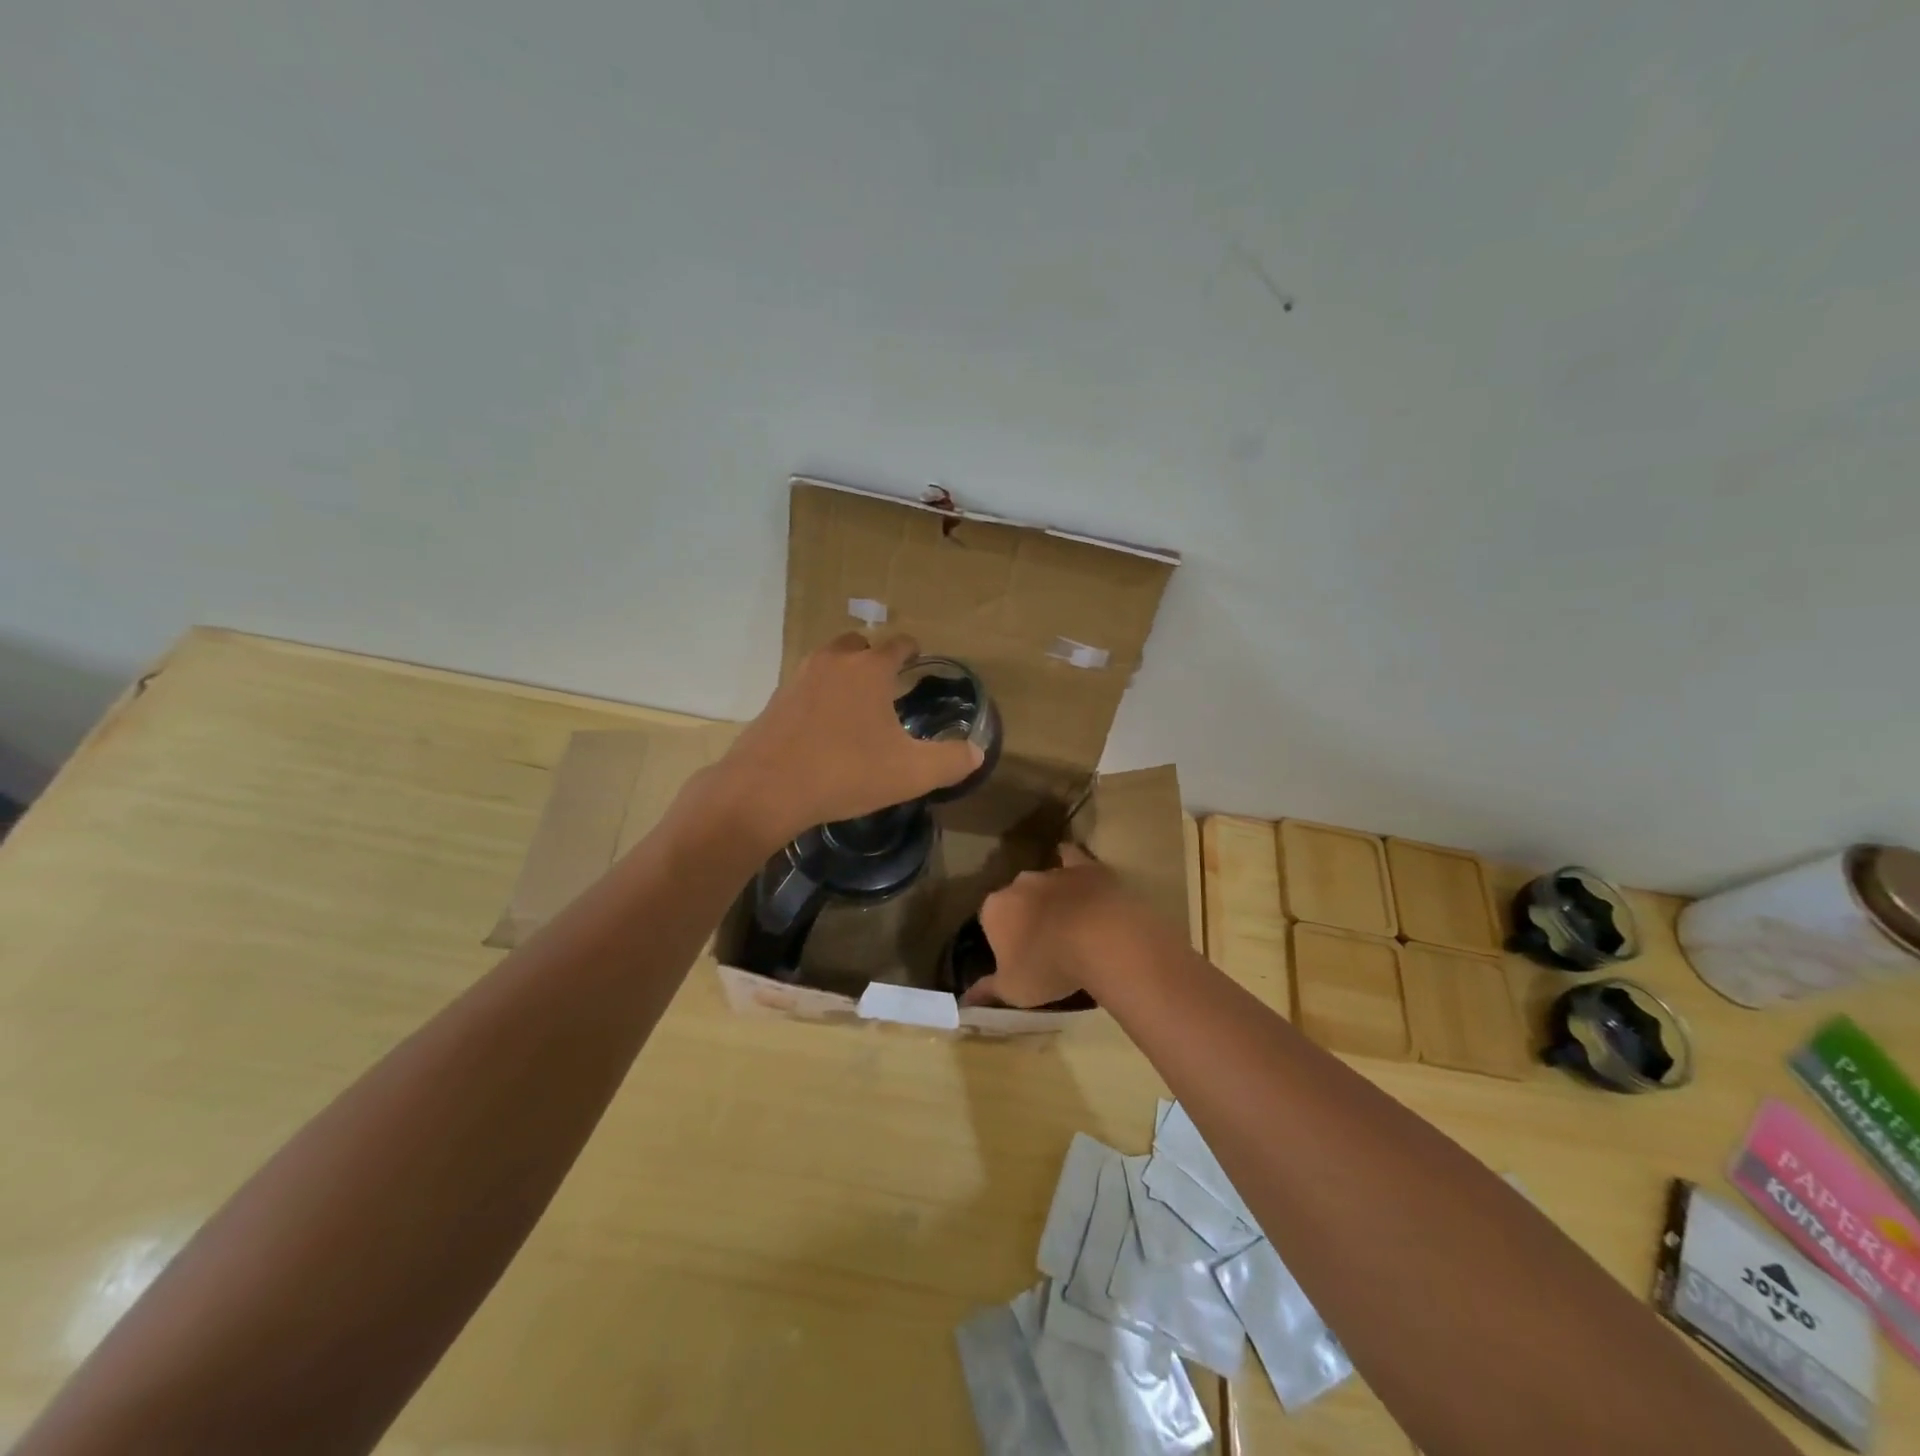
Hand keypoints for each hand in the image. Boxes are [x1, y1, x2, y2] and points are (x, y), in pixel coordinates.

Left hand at [708, 633, 983, 847]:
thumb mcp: (911, 773)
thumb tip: (977, 753)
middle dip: (875, 658)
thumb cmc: (846, 773)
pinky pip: (807, 686)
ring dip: (845, 674)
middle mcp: (834, 661)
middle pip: (860, 644)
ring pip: (830, 662)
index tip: (919, 663)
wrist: (766, 789)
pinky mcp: (776, 700)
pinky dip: (821, 696)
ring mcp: (800, 677)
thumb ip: (950, 761)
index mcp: (870, 668)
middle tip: (888, 685)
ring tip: (858, 706)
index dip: (913, 652)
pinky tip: (825, 727)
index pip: (899, 644)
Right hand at [961, 844, 1137, 1007]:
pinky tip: (1077, 873)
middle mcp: (1018, 884)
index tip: (1017, 959)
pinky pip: (1072, 857)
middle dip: (1024, 916)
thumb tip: (964, 1001)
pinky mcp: (1084, 866)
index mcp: (994, 910)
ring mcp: (1052, 872)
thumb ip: (986, 992)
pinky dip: (1071, 862)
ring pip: (1043, 883)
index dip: (1003, 941)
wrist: (1100, 939)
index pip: (990, 922)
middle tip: (1043, 944)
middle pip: (1016, 899)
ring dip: (1050, 898)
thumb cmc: (1048, 967)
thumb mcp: (1013, 990)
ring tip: (1068, 923)